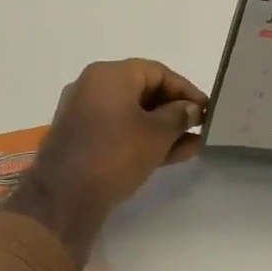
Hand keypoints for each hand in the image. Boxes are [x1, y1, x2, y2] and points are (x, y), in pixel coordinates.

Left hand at [2, 59, 206, 263]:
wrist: (64, 198)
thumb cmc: (115, 155)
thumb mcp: (157, 134)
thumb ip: (178, 116)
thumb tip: (189, 108)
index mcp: (109, 75)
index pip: (157, 72)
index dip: (186, 90)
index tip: (207, 109)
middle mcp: (93, 87)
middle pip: (143, 91)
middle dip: (174, 111)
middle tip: (199, 128)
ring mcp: (84, 113)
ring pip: (132, 114)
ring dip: (162, 128)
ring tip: (192, 146)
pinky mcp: (81, 139)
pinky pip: (118, 130)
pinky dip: (142, 139)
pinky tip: (170, 155)